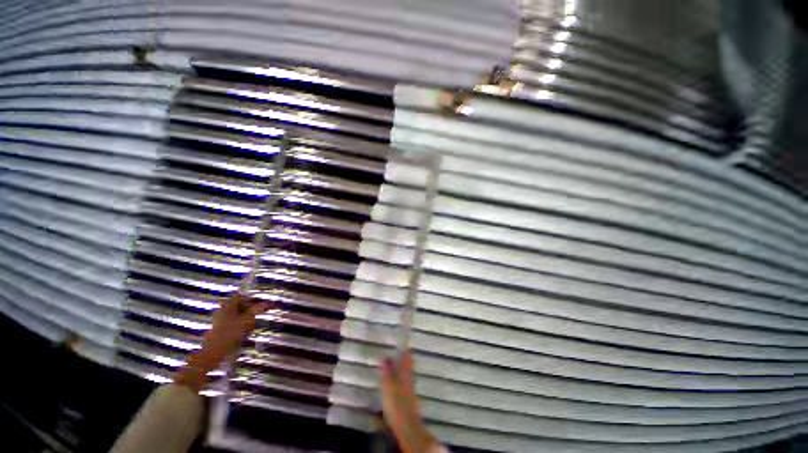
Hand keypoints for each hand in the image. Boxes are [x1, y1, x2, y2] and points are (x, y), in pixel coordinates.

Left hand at [175, 294, 268, 390]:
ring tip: (252, 326)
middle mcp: (222, 310)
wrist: (213, 352)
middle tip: (257, 316)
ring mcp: (219, 319)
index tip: (260, 304)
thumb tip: (268, 303)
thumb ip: (257, 310)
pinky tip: (244, 332)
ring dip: (245, 318)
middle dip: (249, 309)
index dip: (251, 298)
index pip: (241, 296)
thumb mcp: (247, 320)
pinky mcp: (219, 328)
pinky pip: (232, 322)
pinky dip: (240, 324)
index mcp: (227, 305)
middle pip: (239, 305)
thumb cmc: (230, 333)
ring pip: (236, 314)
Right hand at [379, 351, 440, 452]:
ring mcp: (410, 391)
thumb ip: (386, 371)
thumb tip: (385, 357)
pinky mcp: (408, 401)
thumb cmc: (396, 403)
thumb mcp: (388, 385)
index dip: (407, 351)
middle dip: (404, 360)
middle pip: (408, 367)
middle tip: (398, 354)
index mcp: (405, 374)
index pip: (408, 358)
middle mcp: (409, 380)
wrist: (406, 426)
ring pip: (407, 376)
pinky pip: (404, 386)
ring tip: (394, 367)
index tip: (405, 344)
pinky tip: (394, 386)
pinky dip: (400, 382)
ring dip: (402, 371)